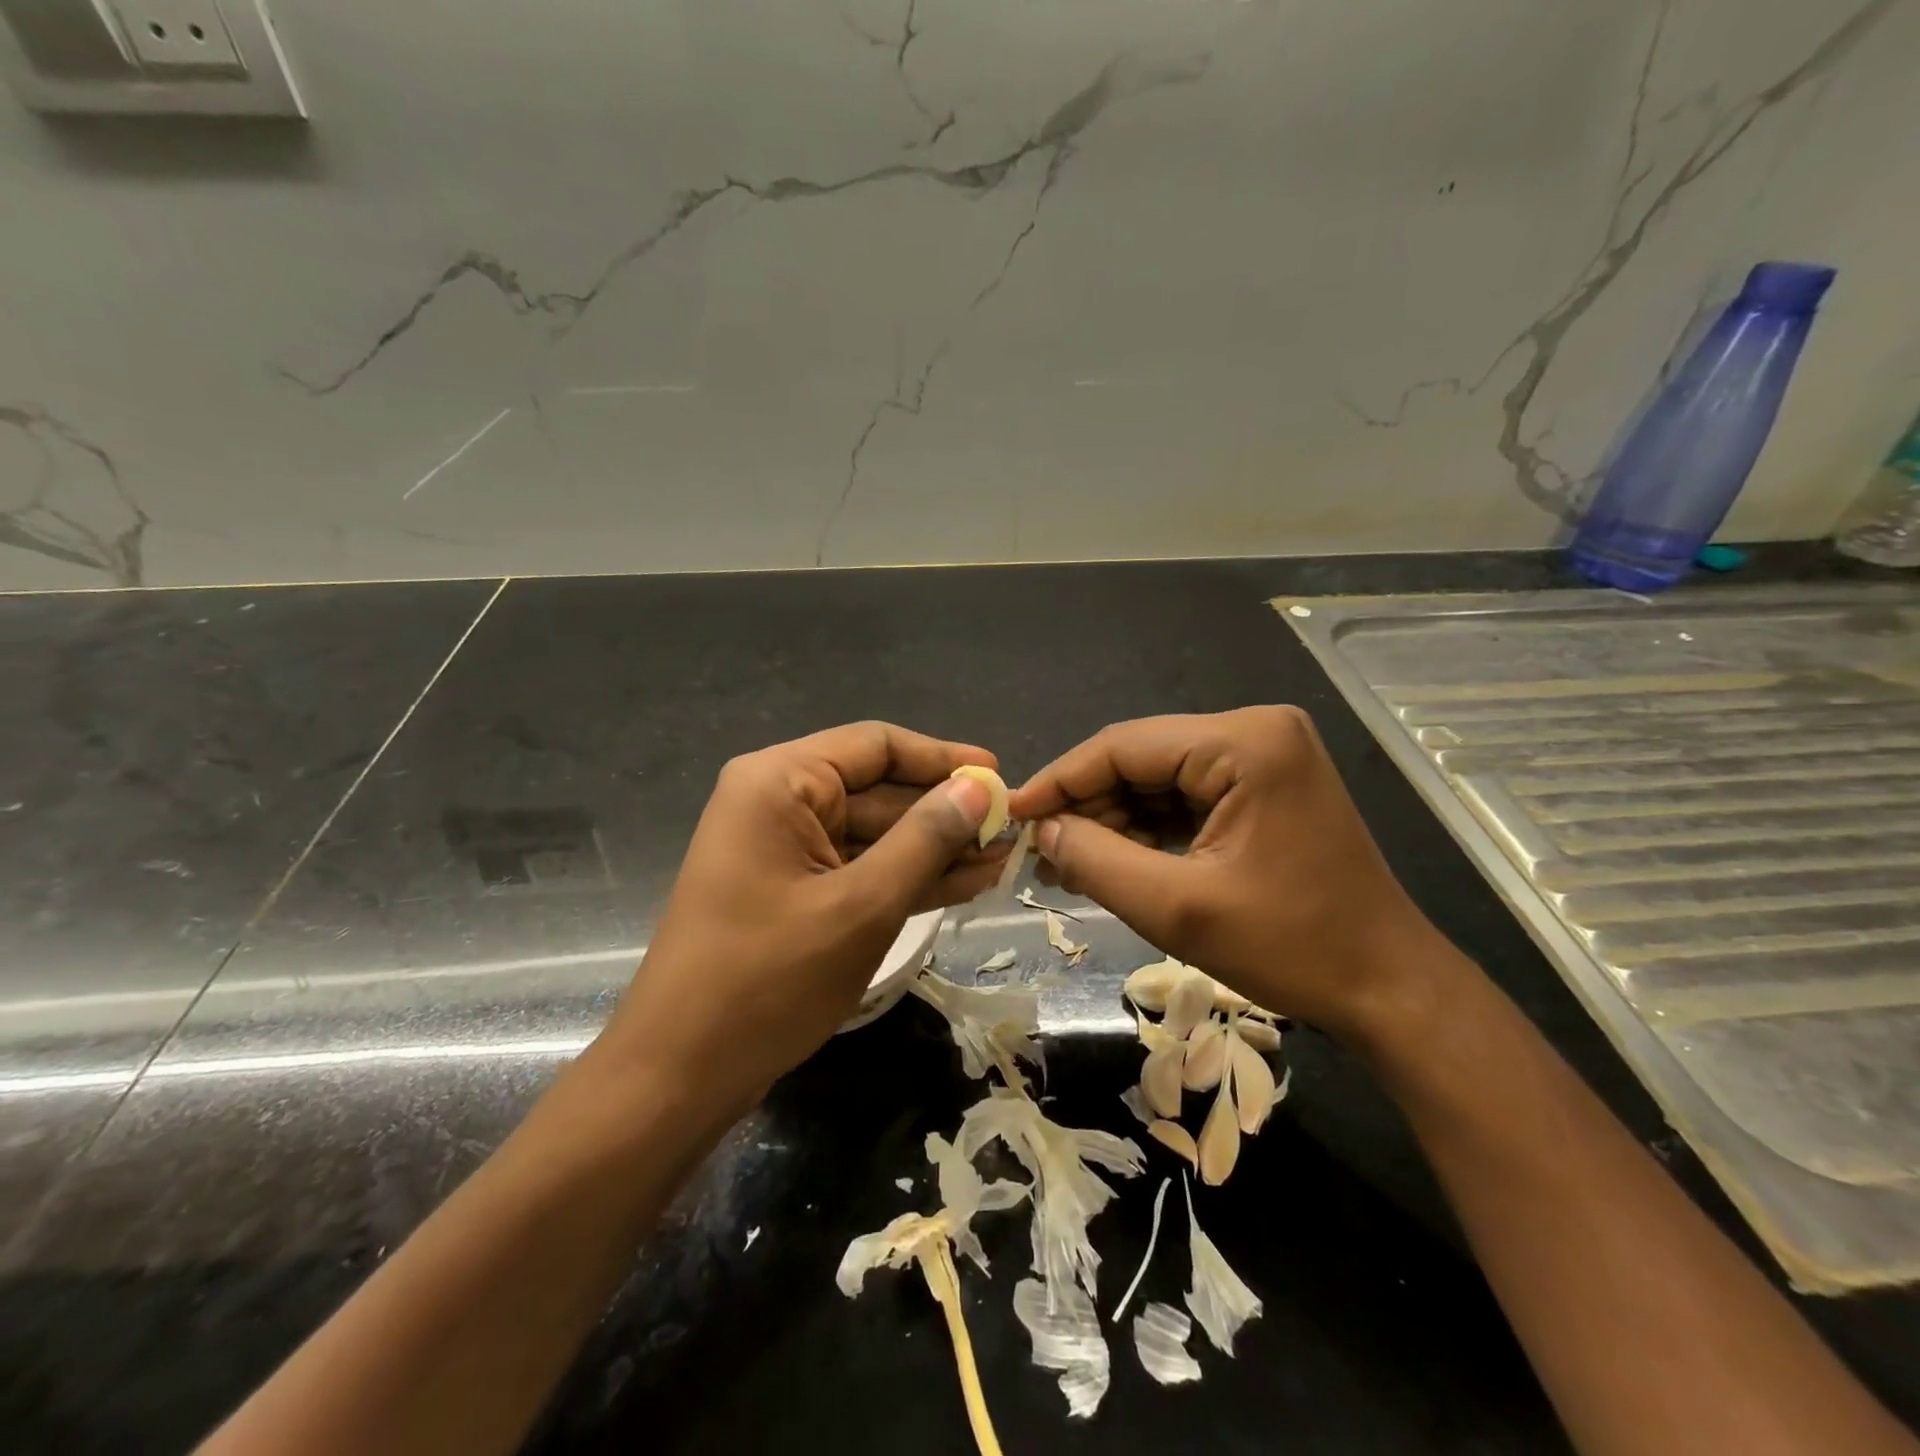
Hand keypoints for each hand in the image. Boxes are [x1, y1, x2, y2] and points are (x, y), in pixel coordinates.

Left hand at [599, 723, 1008, 1111]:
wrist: (679, 1075)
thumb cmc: (767, 981)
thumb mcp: (861, 906)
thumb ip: (924, 840)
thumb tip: (977, 791)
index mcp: (780, 782)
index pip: (876, 746)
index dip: (942, 759)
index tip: (998, 777)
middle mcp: (779, 801)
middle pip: (878, 790)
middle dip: (944, 814)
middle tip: (1012, 831)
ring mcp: (785, 849)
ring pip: (875, 834)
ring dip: (934, 850)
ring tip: (1002, 860)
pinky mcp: (794, 890)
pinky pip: (859, 869)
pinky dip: (906, 878)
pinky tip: (964, 884)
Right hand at [1008, 706, 1439, 1035]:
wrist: (1389, 988)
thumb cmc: (1291, 947)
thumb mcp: (1176, 908)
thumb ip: (1094, 860)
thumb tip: (1039, 830)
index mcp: (1244, 741)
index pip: (1124, 745)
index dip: (1060, 780)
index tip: (1011, 814)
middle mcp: (1255, 731)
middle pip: (1141, 759)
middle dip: (1087, 806)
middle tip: (1038, 852)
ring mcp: (1264, 756)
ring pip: (1158, 780)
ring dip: (1112, 821)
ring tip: (1065, 865)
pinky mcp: (1264, 786)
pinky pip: (1186, 797)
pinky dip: (1146, 829)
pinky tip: (1111, 861)